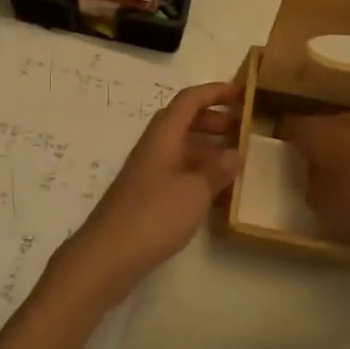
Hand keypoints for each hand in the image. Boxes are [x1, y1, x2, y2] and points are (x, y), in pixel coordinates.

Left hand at [58, 81, 241, 302]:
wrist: (108, 256)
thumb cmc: (153, 215)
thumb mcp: (195, 192)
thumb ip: (216, 170)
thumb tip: (234, 153)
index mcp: (163, 135)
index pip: (190, 100)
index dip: (215, 92)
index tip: (241, 93)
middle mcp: (154, 146)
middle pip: (184, 120)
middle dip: (213, 120)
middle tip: (241, 130)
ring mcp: (148, 171)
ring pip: (181, 147)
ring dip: (207, 148)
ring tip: (235, 162)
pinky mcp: (146, 195)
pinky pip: (177, 171)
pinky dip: (198, 173)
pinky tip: (216, 193)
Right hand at [279, 111, 349, 233]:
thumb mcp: (322, 205)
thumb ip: (311, 191)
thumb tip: (314, 184)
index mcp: (313, 130)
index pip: (288, 127)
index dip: (284, 141)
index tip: (283, 158)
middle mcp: (339, 119)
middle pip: (321, 129)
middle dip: (318, 149)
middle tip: (316, 173)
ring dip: (348, 154)